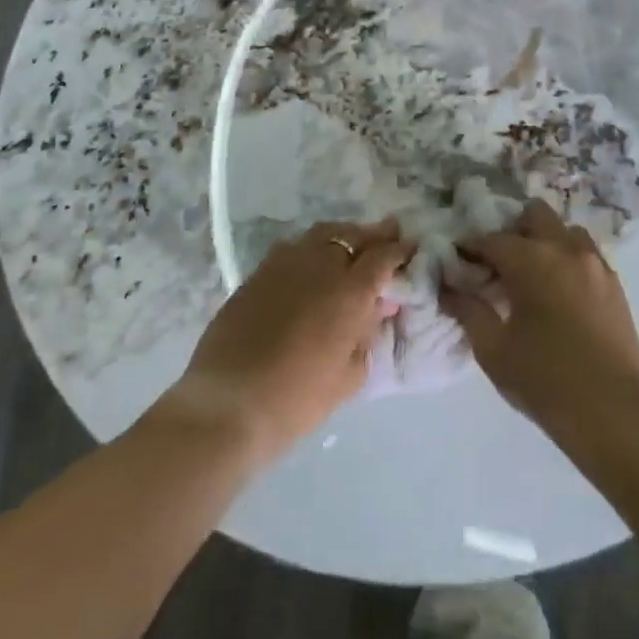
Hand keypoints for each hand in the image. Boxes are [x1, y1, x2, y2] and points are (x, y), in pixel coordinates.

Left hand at [159, 220, 408, 464]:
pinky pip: (294, 247)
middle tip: (389, 233)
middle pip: (353, 235)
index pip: (383, 256)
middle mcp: (320, 266)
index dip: (399, 250)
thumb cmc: (297, 400)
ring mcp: (285, 264)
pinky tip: (313, 262)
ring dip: (343, 235)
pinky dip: (312, 247)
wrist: (228, 404)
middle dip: (375, 234)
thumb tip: (379, 306)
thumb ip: (367, 333)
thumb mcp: (349, 375)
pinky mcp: (258, 272)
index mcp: (350, 291)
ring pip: (322, 234)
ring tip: (352, 243)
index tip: (410, 247)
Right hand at [440, 201, 638, 446]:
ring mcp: (595, 264)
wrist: (614, 413)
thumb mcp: (494, 350)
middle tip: (499, 263)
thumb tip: (448, 288)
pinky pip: (586, 254)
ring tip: (533, 275)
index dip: (470, 247)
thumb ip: (468, 311)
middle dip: (512, 230)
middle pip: (534, 214)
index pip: (491, 239)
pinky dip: (567, 259)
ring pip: (565, 230)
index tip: (458, 260)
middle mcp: (565, 250)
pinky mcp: (615, 284)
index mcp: (532, 261)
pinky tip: (559, 291)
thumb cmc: (545, 381)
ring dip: (545, 241)